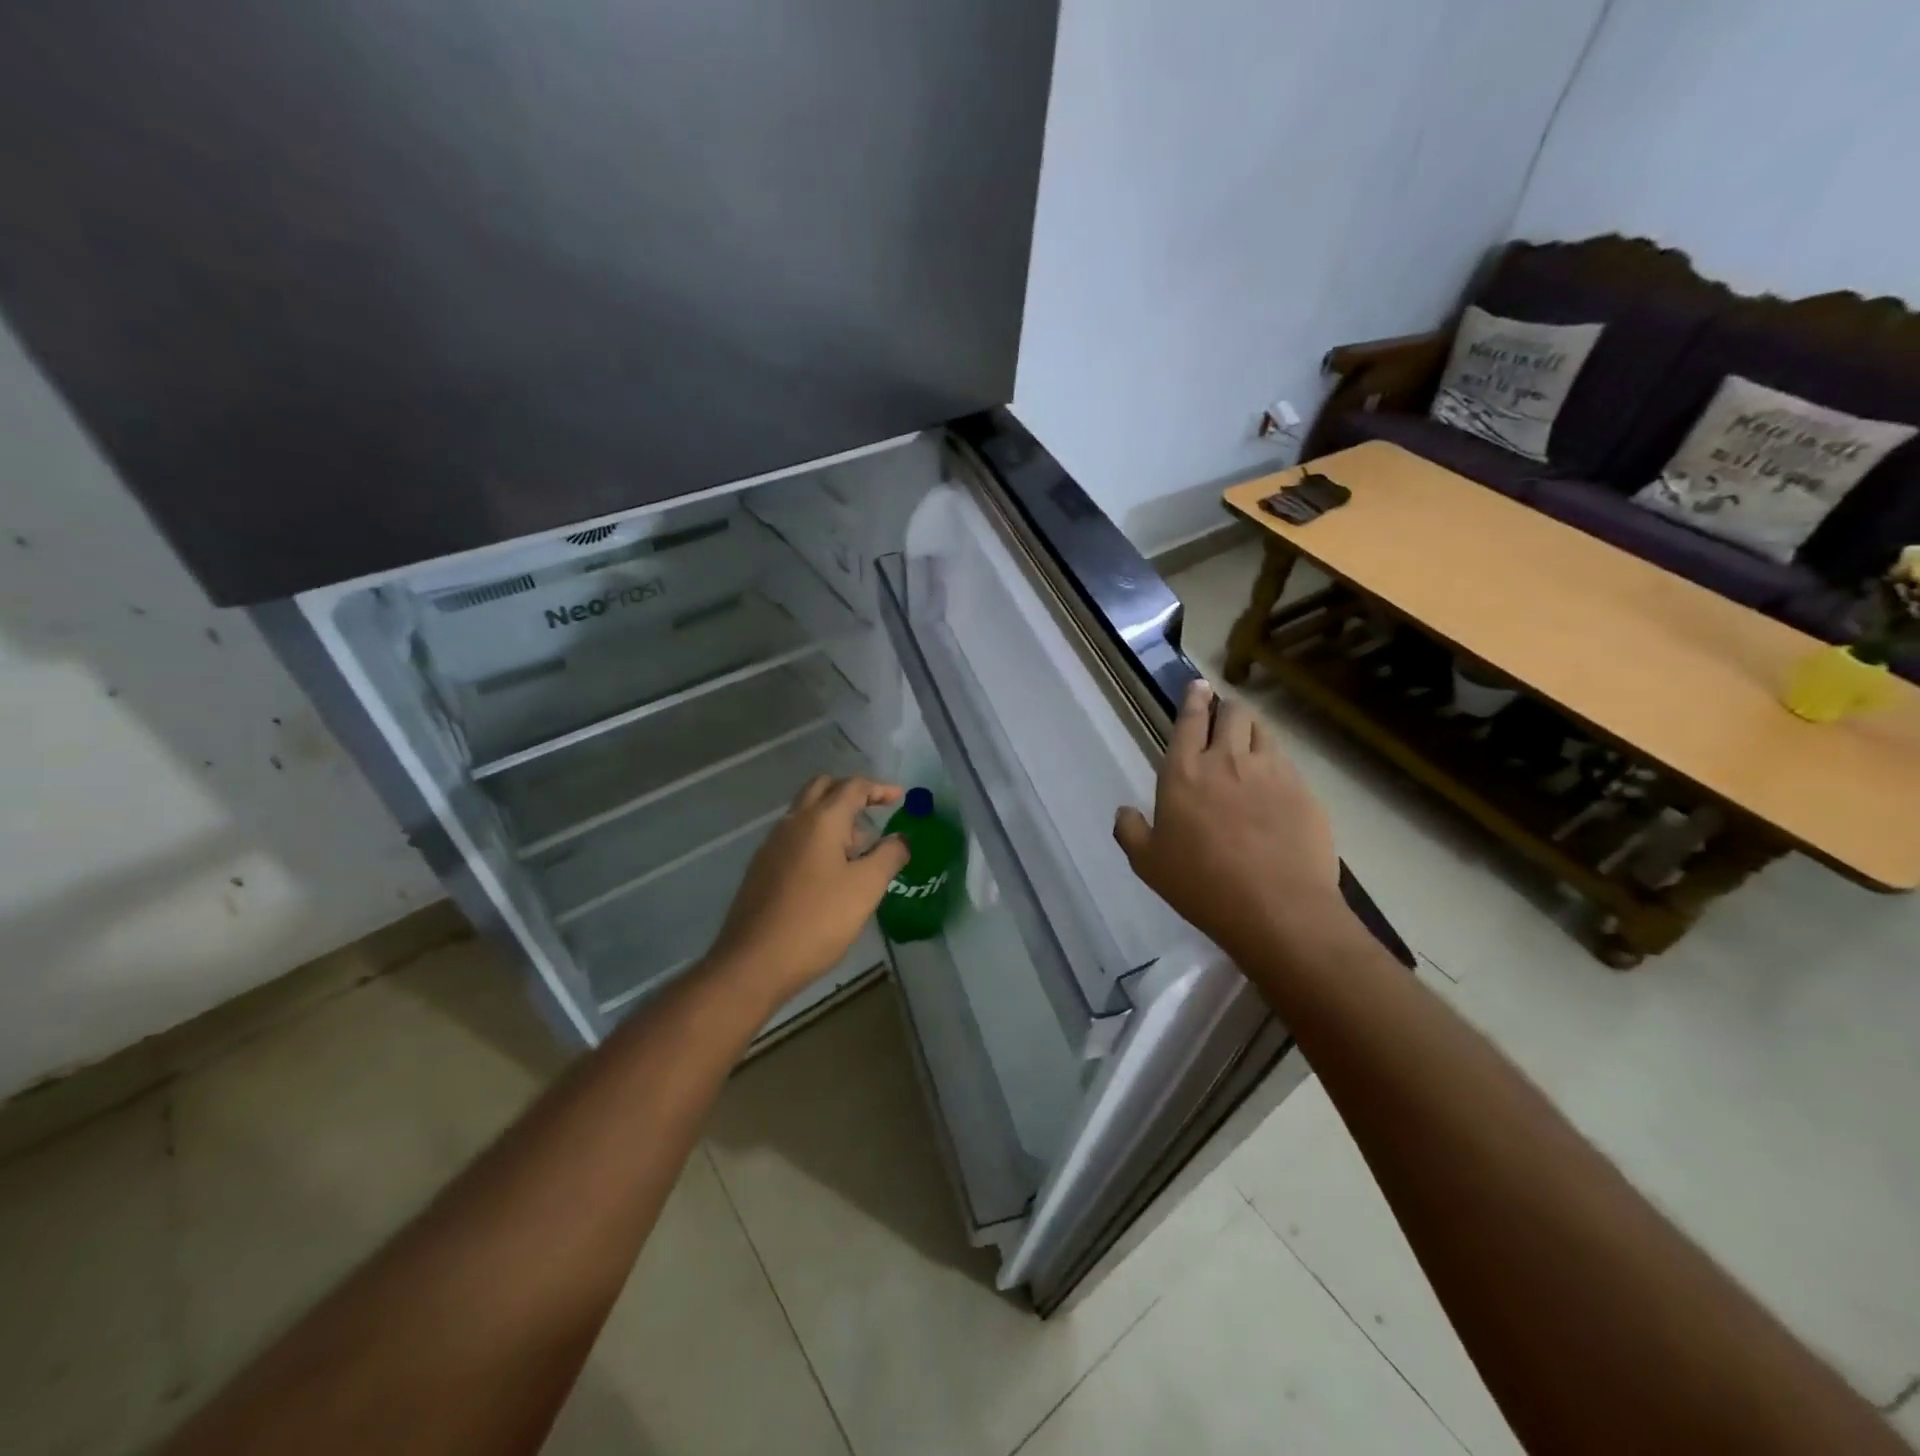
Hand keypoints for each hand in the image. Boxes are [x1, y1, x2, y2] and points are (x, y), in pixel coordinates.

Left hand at [706, 775, 910, 1010]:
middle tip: (875, 811)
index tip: (900, 797)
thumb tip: (901, 838)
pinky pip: (795, 837)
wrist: (754, 962)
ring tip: (860, 848)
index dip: (880, 788)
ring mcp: (772, 845)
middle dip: (851, 793)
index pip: (853, 787)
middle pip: (823, 788)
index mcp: (820, 820)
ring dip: (834, 817)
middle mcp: (792, 822)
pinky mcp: (762, 868)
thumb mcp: (866, 888)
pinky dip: (818, 838)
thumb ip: (889, 856)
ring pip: (806, 813)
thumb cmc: (817, 920)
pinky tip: (831, 870)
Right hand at [1114, 680, 1347, 962]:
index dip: (1193, 698)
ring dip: (1252, 731)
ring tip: (1248, 746)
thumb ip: (1131, 831)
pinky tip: (1274, 785)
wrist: (1277, 910)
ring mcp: (1271, 771)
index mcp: (1184, 772)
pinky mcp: (1303, 790)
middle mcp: (1227, 760)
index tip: (1198, 687)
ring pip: (1262, 730)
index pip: (1189, 719)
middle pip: (1232, 713)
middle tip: (1223, 720)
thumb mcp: (1148, 865)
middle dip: (1226, 710)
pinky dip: (1276, 763)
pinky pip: (1287, 762)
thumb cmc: (1202, 886)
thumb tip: (1124, 812)